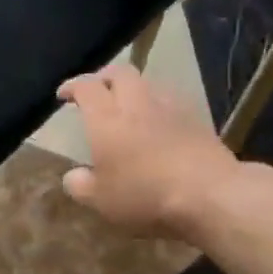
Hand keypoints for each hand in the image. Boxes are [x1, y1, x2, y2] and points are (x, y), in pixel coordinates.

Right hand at [56, 66, 240, 240]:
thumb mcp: (102, 201)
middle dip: (104, 77)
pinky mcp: (195, 117)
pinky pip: (170, 100)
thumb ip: (81, 186)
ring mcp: (169, 106)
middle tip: (97, 92)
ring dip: (133, 89)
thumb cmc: (145, 195)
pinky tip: (158, 123)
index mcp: (106, 118)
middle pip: (118, 73)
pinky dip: (157, 105)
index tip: (64, 94)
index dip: (72, 86)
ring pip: (146, 83)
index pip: (86, 87)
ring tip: (128, 106)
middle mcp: (136, 103)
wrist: (208, 192)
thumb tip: (73, 176)